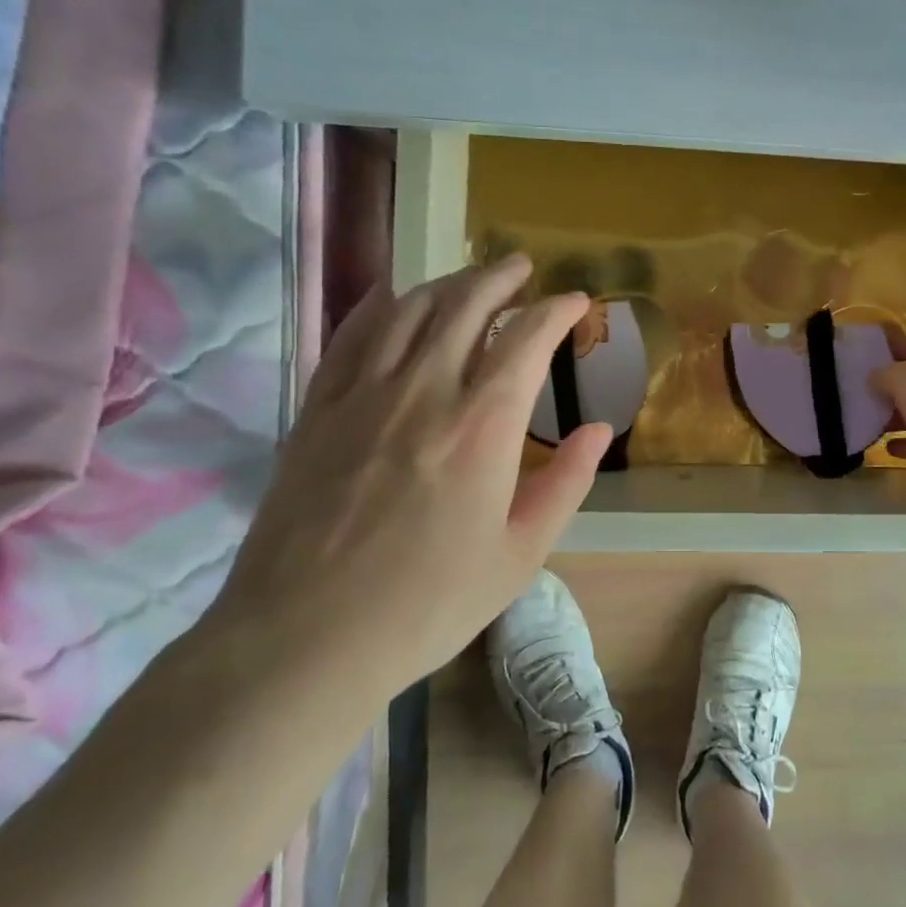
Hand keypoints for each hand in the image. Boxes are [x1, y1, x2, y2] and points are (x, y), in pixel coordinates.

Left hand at [209, 256, 610, 699]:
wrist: (306, 638)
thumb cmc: (428, 603)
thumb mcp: (520, 554)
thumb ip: (565, 483)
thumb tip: (599, 429)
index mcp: (483, 427)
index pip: (526, 339)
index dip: (556, 310)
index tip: (574, 301)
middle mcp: (425, 391)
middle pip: (465, 306)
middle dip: (500, 278)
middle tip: (521, 268)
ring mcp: (364, 395)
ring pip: (409, 310)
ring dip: (446, 283)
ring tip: (468, 279)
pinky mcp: (318, 410)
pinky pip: (351, 336)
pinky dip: (378, 305)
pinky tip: (391, 295)